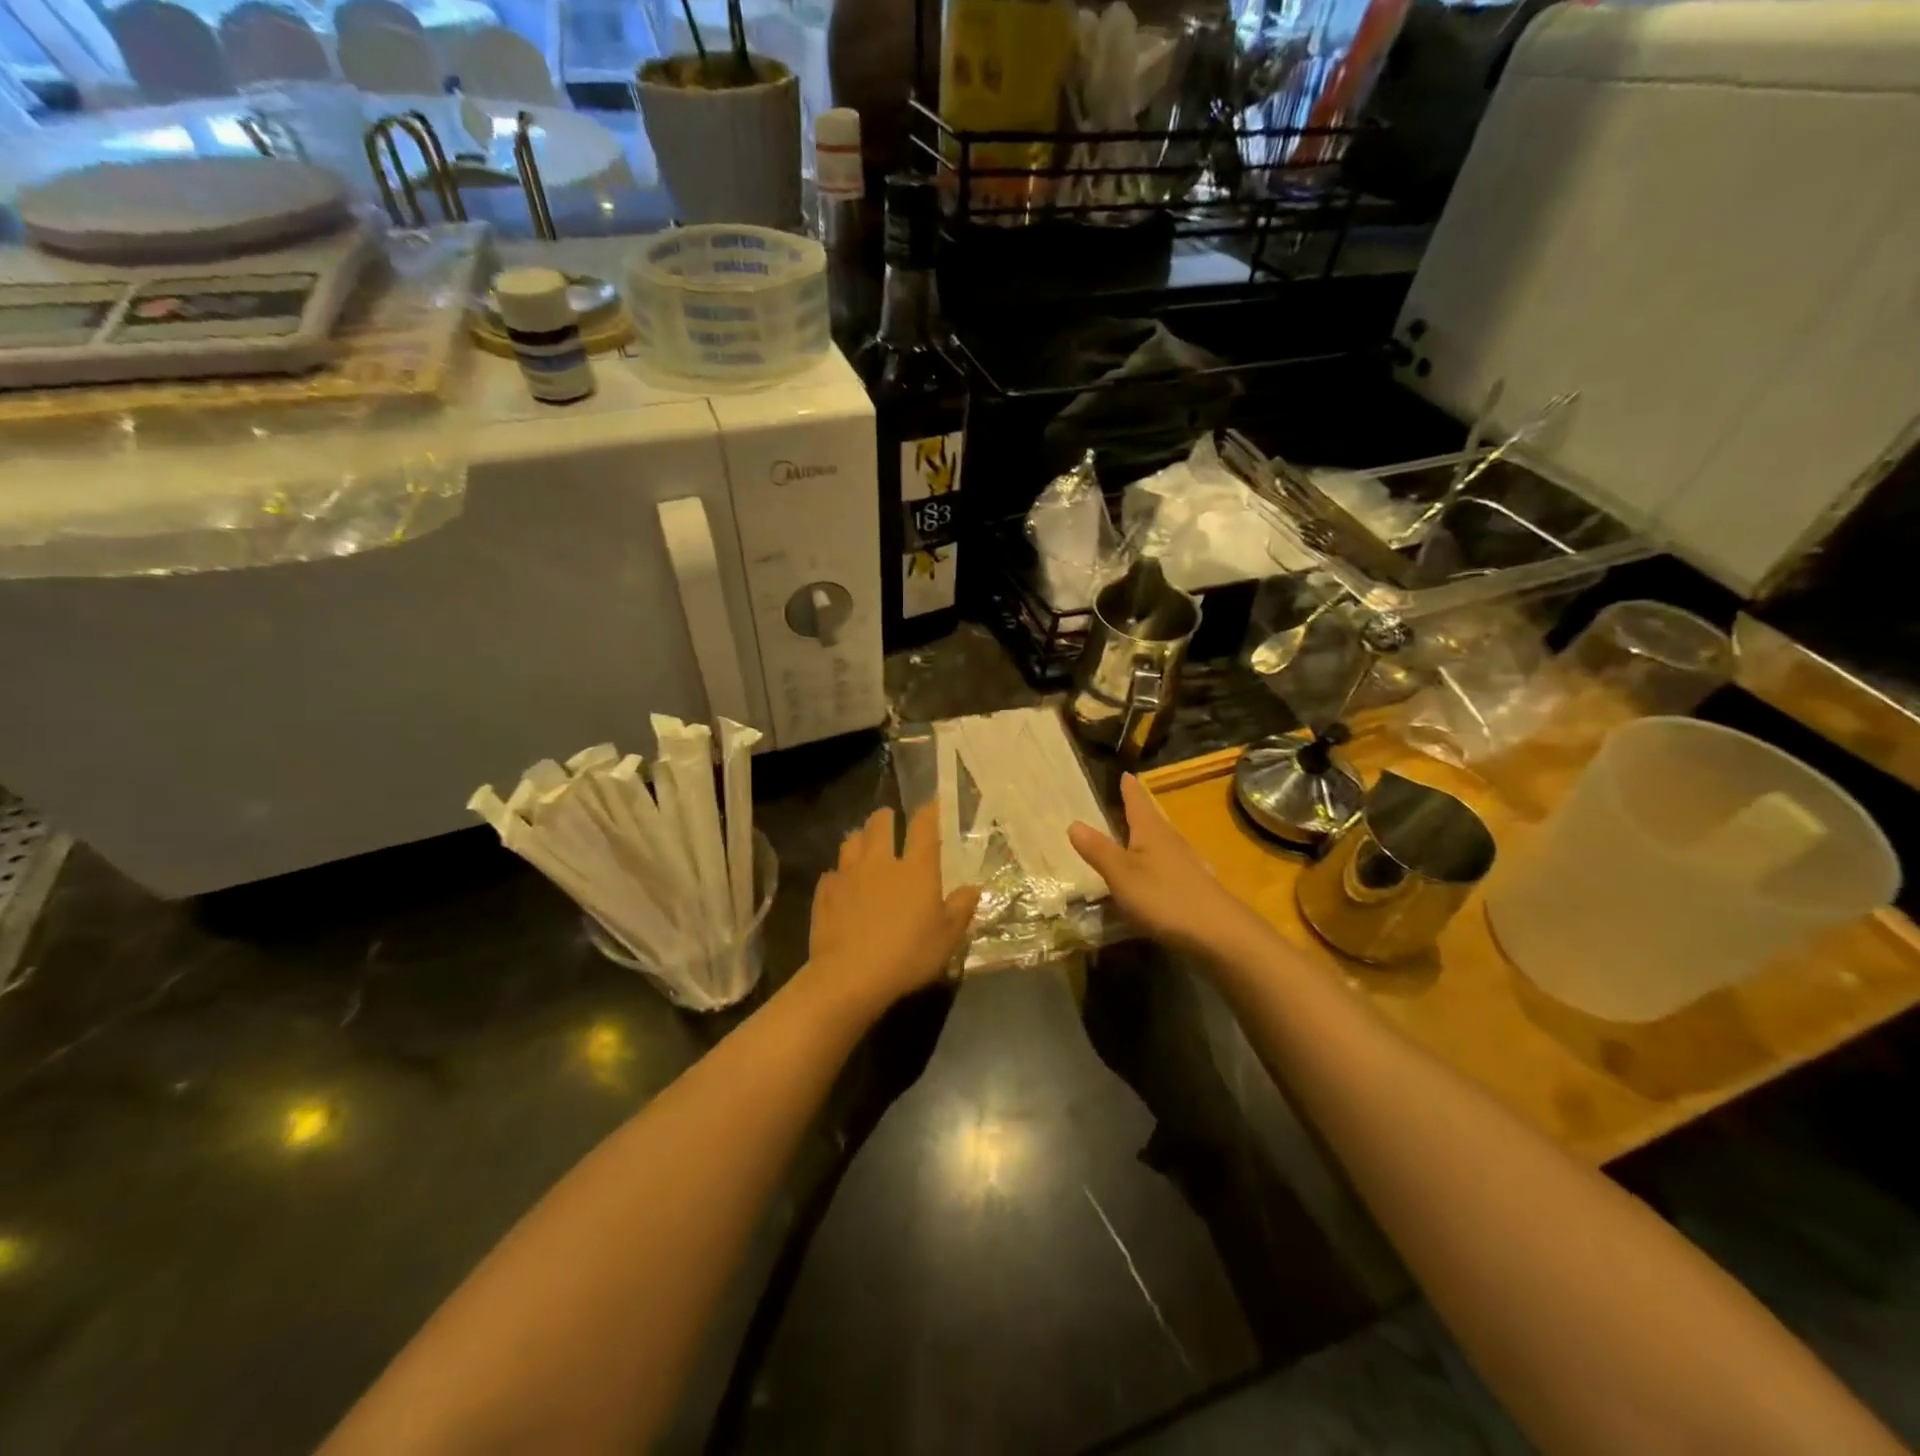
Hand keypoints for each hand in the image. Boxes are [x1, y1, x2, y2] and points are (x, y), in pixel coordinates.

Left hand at [808, 806, 979, 1016]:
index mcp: (915, 869)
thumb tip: (974, 887)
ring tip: (863, 845)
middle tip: (889, 820)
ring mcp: (848, 876)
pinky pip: (831, 874)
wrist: (850, 976)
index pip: (923, 827)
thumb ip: (961, 908)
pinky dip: (838, 875)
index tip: (932, 803)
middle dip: (885, 817)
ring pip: (850, 842)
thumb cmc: (908, 954)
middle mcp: (880, 863)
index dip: (929, 811)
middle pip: (879, 825)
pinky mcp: (825, 895)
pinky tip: (841, 885)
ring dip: (859, 839)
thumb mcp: (947, 937)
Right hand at [1069, 774, 1266, 958]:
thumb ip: (1098, 850)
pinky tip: (1153, 872)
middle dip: (1139, 808)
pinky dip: (1156, 860)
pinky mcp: (1193, 886)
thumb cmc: (1164, 896)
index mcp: (1151, 831)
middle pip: (1152, 818)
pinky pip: (1168, 863)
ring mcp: (1186, 864)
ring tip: (1135, 833)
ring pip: (1162, 840)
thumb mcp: (1121, 874)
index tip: (1125, 773)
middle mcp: (1170, 840)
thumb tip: (1073, 823)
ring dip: (1148, 835)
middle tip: (1128, 798)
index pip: (1137, 801)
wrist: (1218, 933)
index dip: (1129, 788)